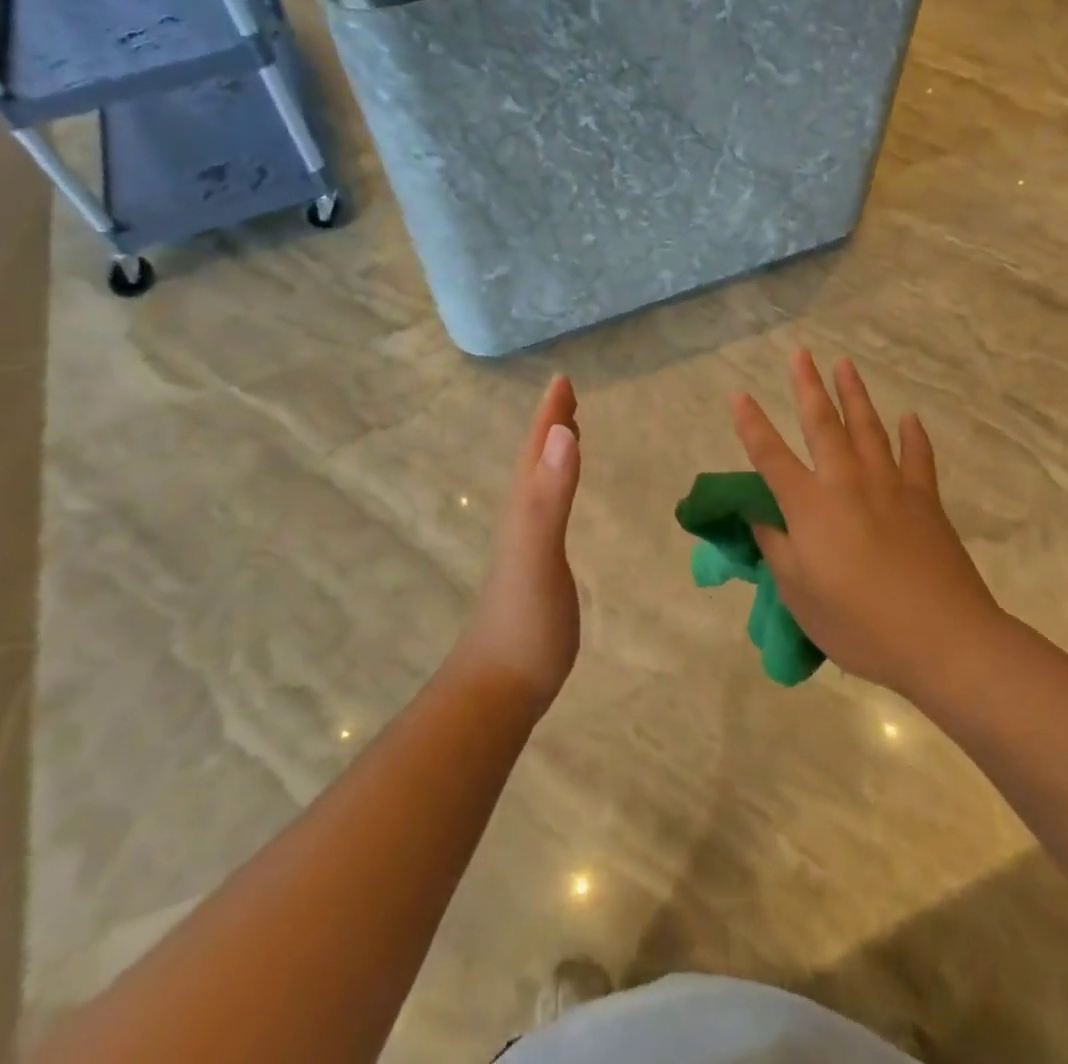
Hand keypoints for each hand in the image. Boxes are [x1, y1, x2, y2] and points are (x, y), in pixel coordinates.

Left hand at [456, 375, 582, 715]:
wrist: (499, 688)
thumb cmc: (525, 623)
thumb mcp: (538, 553)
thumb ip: (549, 495)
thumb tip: (564, 432)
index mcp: (522, 508)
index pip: (536, 450)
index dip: (549, 414)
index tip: (562, 379)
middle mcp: (520, 520)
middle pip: (533, 461)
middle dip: (550, 426)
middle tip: (568, 397)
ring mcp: (525, 547)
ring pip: (537, 485)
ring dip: (551, 454)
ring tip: (568, 434)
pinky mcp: (536, 570)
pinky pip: (545, 512)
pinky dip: (555, 490)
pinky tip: (560, 501)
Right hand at [730, 351, 1000, 695]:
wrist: (942, 638)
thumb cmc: (858, 623)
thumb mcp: (799, 594)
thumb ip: (776, 549)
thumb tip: (762, 517)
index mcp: (809, 505)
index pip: (770, 455)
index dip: (751, 424)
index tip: (737, 395)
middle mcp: (846, 482)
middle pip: (823, 423)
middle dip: (807, 386)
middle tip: (800, 354)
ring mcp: (890, 486)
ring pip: (868, 428)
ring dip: (854, 394)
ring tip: (844, 364)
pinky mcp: (925, 500)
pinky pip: (917, 456)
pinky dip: (913, 435)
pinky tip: (909, 418)